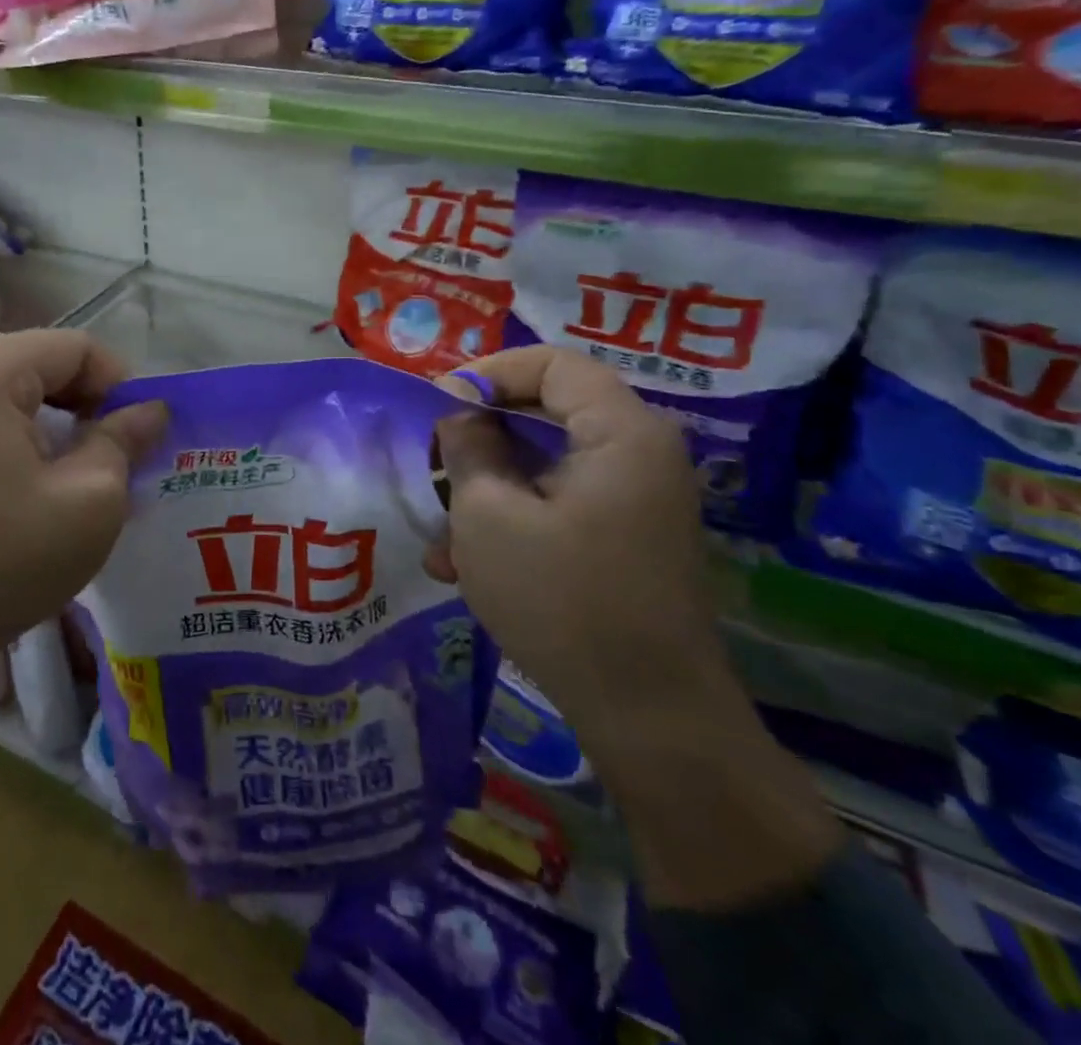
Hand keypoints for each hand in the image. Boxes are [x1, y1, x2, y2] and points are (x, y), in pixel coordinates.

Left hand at [0, 330, 167, 682]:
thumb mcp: (89, 501)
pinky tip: (47, 481)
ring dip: (62, 421)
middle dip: (90, 399)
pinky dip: (29, 438)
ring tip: (90, 467)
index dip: (118, 379)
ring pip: (17, 392)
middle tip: (121, 449)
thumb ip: (124, 441)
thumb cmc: (5, 558)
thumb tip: (150, 410)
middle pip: (42, 362)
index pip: (72, 346)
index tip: (140, 430)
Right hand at [431, 345, 721, 735]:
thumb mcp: (489, 516)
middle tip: (432, 458)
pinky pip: (558, 503)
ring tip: (438, 528)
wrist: (649, 718)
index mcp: (621, 433)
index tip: (438, 406)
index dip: (488, 372)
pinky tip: (462, 564)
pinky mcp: (624, 538)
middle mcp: (639, 454)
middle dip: (480, 432)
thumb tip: (460, 413)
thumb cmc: (562, 601)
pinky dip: (512, 518)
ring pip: (545, 462)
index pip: (552, 362)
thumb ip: (468, 448)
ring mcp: (634, 500)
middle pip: (548, 409)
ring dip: (486, 485)